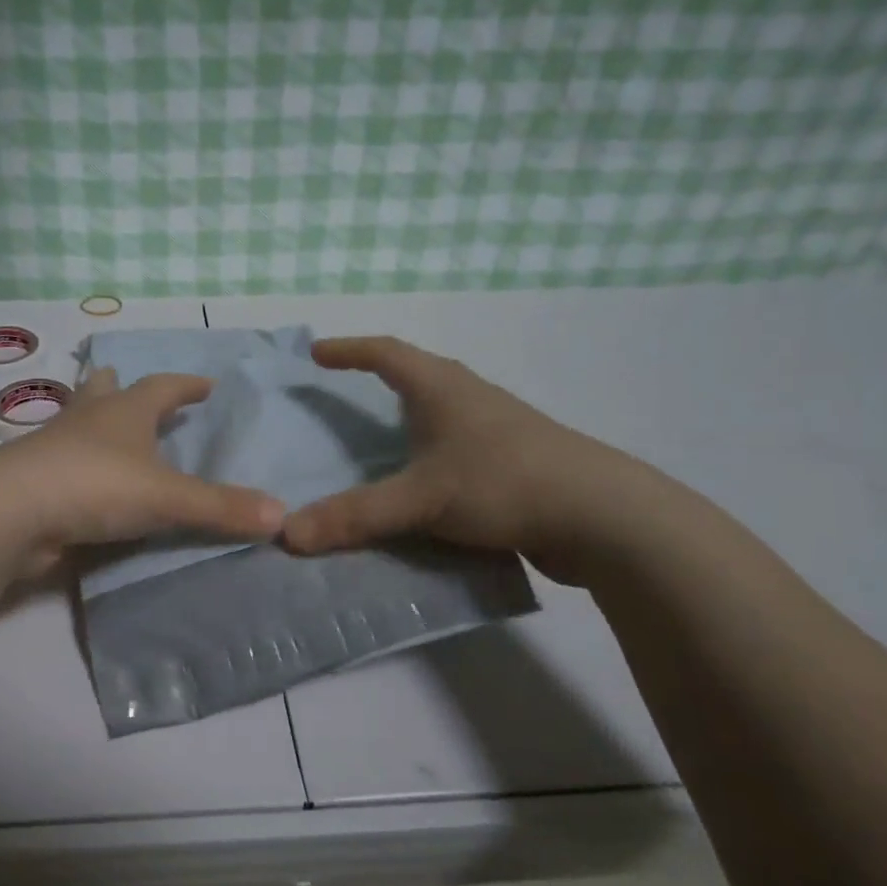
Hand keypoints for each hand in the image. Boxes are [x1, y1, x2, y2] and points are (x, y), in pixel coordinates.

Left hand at [0, 367, 284, 575]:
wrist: (11, 513)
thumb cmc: (96, 485)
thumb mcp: (168, 497)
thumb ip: (222, 508)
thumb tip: (282, 517)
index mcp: (124, 411)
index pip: (163, 386)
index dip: (188, 385)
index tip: (208, 385)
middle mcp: (88, 420)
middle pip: (105, 391)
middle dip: (122, 388)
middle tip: (133, 387)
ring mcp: (54, 447)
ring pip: (77, 423)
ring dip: (93, 422)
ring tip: (107, 431)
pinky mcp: (35, 480)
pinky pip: (63, 464)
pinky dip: (78, 465)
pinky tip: (86, 483)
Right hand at [280, 336, 650, 583]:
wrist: (602, 516)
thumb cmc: (503, 483)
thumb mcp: (420, 500)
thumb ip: (353, 517)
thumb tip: (285, 535)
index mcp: (441, 387)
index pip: (384, 352)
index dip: (347, 350)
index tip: (316, 353)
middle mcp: (468, 397)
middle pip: (415, 374)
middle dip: (377, 379)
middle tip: (342, 395)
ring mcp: (495, 429)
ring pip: (439, 413)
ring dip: (406, 420)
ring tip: (376, 442)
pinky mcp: (512, 462)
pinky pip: (455, 448)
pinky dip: (428, 456)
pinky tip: (422, 485)